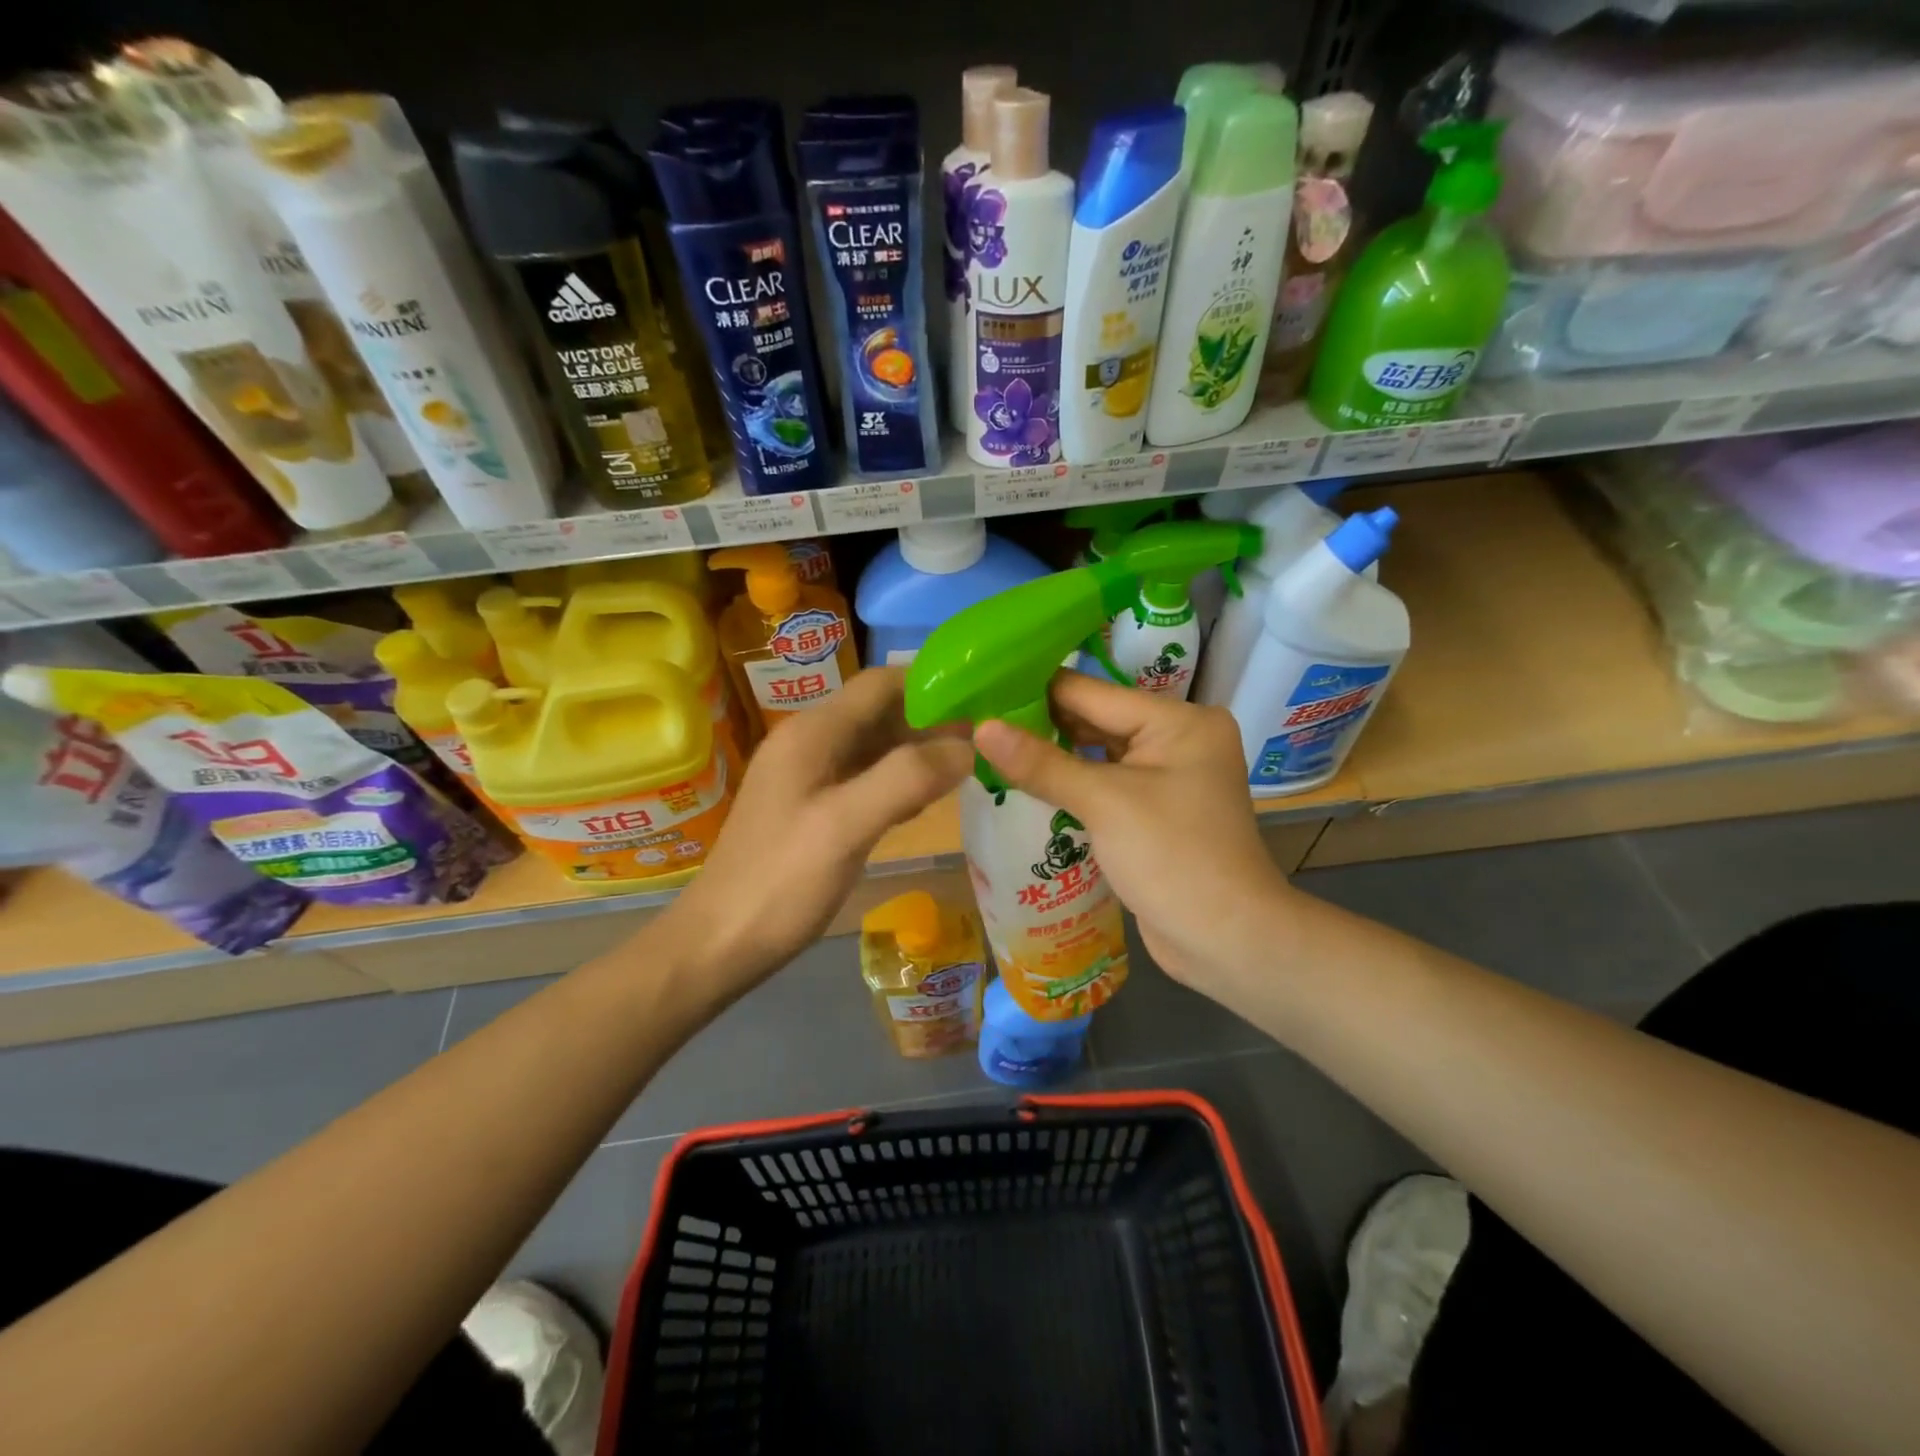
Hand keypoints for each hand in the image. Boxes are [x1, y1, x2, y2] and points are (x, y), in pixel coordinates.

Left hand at [661, 667, 972, 994]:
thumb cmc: (781, 882)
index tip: (983, 698)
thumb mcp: (846, 825)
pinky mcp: (815, 808)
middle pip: (882, 712)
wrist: (720, 943)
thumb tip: (966, 745)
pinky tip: (928, 800)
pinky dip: (900, 781)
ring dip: (920, 751)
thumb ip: (907, 778)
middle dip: (933, 719)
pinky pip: (866, 779)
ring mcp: (811, 777)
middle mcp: (811, 743)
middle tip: (988, 737)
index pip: (882, 683)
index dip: (932, 684)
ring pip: (877, 747)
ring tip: (972, 763)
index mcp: (814, 733)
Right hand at [974, 671, 1293, 991]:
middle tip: (978, 725)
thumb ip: (1041, 763)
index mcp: (1179, 720)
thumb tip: (981, 728)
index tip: (982, 693)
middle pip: (1096, 721)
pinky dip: (1072, 784)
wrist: (1228, 941)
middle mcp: (1178, 738)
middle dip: (1041, 725)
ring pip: (1099, 754)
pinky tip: (1027, 785)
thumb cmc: (1172, 858)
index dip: (1035, 693)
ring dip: (1053, 756)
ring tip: (990, 750)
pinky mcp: (1157, 810)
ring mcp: (1169, 776)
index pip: (1092, 693)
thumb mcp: (1104, 803)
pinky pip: (1107, 784)